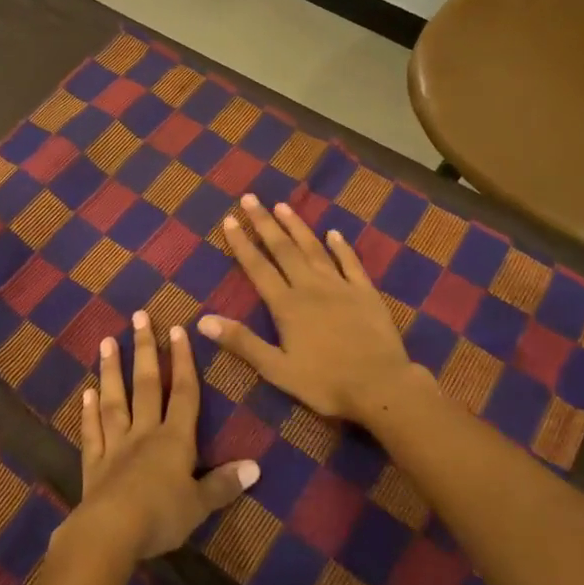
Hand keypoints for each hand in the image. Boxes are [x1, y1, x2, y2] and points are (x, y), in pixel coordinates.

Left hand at [61, 311, 259, 561]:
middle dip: (144, 349)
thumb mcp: (200, 504)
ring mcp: (116, 445)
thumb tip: (256, 466)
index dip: (183, 361)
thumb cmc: (162, 516)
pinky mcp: (94, 463)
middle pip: (146, 385)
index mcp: (174, 440)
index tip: (178, 329)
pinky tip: (86, 394)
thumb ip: (224, 484)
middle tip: (139, 316)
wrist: (112, 532)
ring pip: (114, 400)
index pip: (183, 393)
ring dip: (111, 370)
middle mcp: (144, 433)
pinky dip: (88, 413)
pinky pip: (92, 432)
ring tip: (107, 341)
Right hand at [199, 194, 432, 424]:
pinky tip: (334, 233)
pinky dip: (341, 246)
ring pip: (313, 249)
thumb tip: (202, 320)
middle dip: (264, 223)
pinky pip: (350, 262)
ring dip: (297, 226)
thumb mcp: (277, 369)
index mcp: (287, 305)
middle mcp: (310, 286)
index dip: (242, 243)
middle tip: (250, 198)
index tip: (229, 219)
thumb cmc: (326, 382)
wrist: (381, 386)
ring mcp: (340, 286)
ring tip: (282, 206)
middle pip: (283, 249)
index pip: (258, 267)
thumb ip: (242, 342)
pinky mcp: (365, 292)